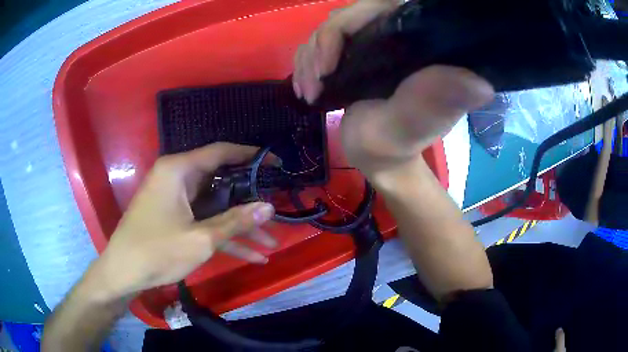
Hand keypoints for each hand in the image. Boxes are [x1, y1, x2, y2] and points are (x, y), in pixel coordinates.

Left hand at [89, 143, 277, 300]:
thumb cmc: (157, 251)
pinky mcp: (175, 217)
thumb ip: (236, 221)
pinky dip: (224, 236)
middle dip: (250, 200)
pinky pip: (204, 221)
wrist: (123, 272)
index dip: (250, 155)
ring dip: (241, 226)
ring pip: (215, 207)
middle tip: (277, 207)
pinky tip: (252, 256)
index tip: (275, 162)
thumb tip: (269, 207)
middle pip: (221, 181)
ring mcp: (176, 199)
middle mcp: (177, 178)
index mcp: (179, 170)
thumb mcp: (200, 238)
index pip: (220, 152)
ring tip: (272, 242)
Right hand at [293, 0, 493, 185]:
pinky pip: (321, 43)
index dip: (351, 19)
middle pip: (349, 15)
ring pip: (330, 28)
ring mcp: (374, 44)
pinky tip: (307, 88)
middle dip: (321, 45)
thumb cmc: (395, 145)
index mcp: (420, 46)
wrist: (378, 158)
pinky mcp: (356, 54)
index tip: (331, 60)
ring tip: (309, 93)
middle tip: (315, 83)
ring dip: (309, 58)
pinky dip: (306, 63)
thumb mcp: (413, 126)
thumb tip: (482, 83)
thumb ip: (435, 102)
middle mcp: (398, 38)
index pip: (383, 6)